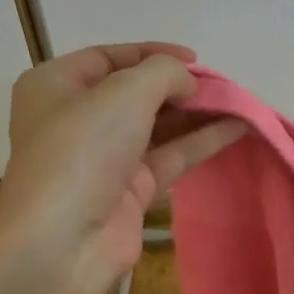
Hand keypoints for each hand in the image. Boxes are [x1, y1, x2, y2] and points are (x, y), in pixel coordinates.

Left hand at [0, 43, 245, 293]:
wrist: (64, 241)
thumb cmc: (83, 149)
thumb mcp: (124, 93)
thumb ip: (164, 73)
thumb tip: (187, 83)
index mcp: (55, 85)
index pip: (108, 57)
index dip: (152, 53)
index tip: (196, 59)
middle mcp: (76, 119)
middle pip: (135, 93)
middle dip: (178, 87)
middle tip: (219, 86)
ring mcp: (104, 158)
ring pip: (157, 127)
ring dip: (196, 114)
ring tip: (237, 103)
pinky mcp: (130, 191)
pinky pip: (170, 157)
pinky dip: (201, 142)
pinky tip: (236, 129)